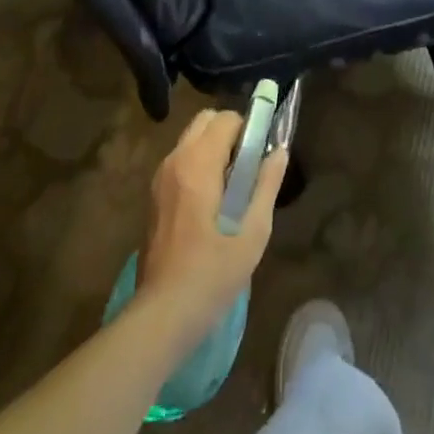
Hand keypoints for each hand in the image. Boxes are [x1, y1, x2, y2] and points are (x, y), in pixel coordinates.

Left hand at [138, 108, 288, 340]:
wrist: (162, 315)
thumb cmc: (211, 275)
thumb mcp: (252, 233)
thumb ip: (266, 185)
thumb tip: (280, 151)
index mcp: (198, 163)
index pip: (225, 118)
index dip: (247, 130)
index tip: (259, 157)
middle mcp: (175, 160)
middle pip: (205, 120)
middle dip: (228, 133)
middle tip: (246, 169)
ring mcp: (160, 177)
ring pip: (191, 139)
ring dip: (212, 148)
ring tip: (230, 189)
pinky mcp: (153, 195)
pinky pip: (180, 160)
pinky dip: (198, 164)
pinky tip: (209, 205)